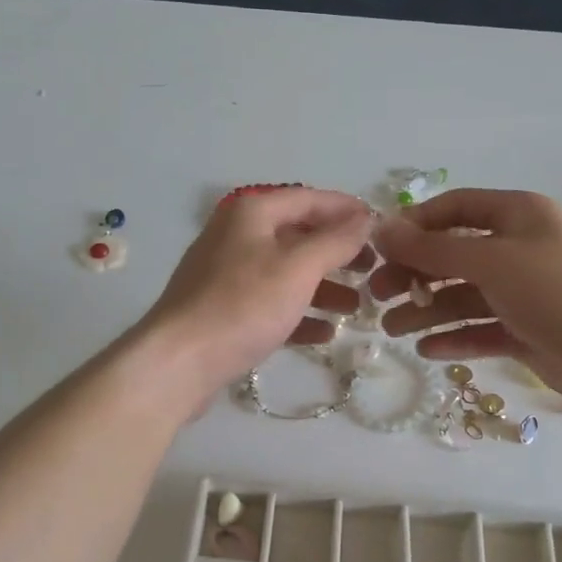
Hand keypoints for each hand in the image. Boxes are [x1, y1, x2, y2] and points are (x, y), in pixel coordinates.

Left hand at [139, 187, 375, 402]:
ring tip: (357, 307)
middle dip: (338, 253)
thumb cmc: (243, 305)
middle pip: (298, 236)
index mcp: (251, 213)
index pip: (309, 199)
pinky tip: (326, 333)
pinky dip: (299, 313)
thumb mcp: (298, 267)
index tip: (382, 228)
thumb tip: (365, 218)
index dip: (347, 210)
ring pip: (286, 272)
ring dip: (323, 287)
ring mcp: (227, 274)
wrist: (179, 362)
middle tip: (373, 270)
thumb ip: (336, 240)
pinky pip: (270, 303)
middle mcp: (237, 236)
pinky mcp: (224, 311)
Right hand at [369, 190, 561, 413]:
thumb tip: (381, 229)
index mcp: (517, 216)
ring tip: (392, 330)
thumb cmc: (554, 290)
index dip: (415, 224)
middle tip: (377, 294)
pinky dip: (453, 337)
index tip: (381, 248)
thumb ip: (432, 248)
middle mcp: (518, 249)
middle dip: (413, 273)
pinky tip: (426, 350)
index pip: (455, 208)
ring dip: (426, 310)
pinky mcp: (524, 330)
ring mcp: (521, 292)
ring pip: (462, 296)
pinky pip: (479, 329)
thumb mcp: (490, 260)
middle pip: (452, 255)